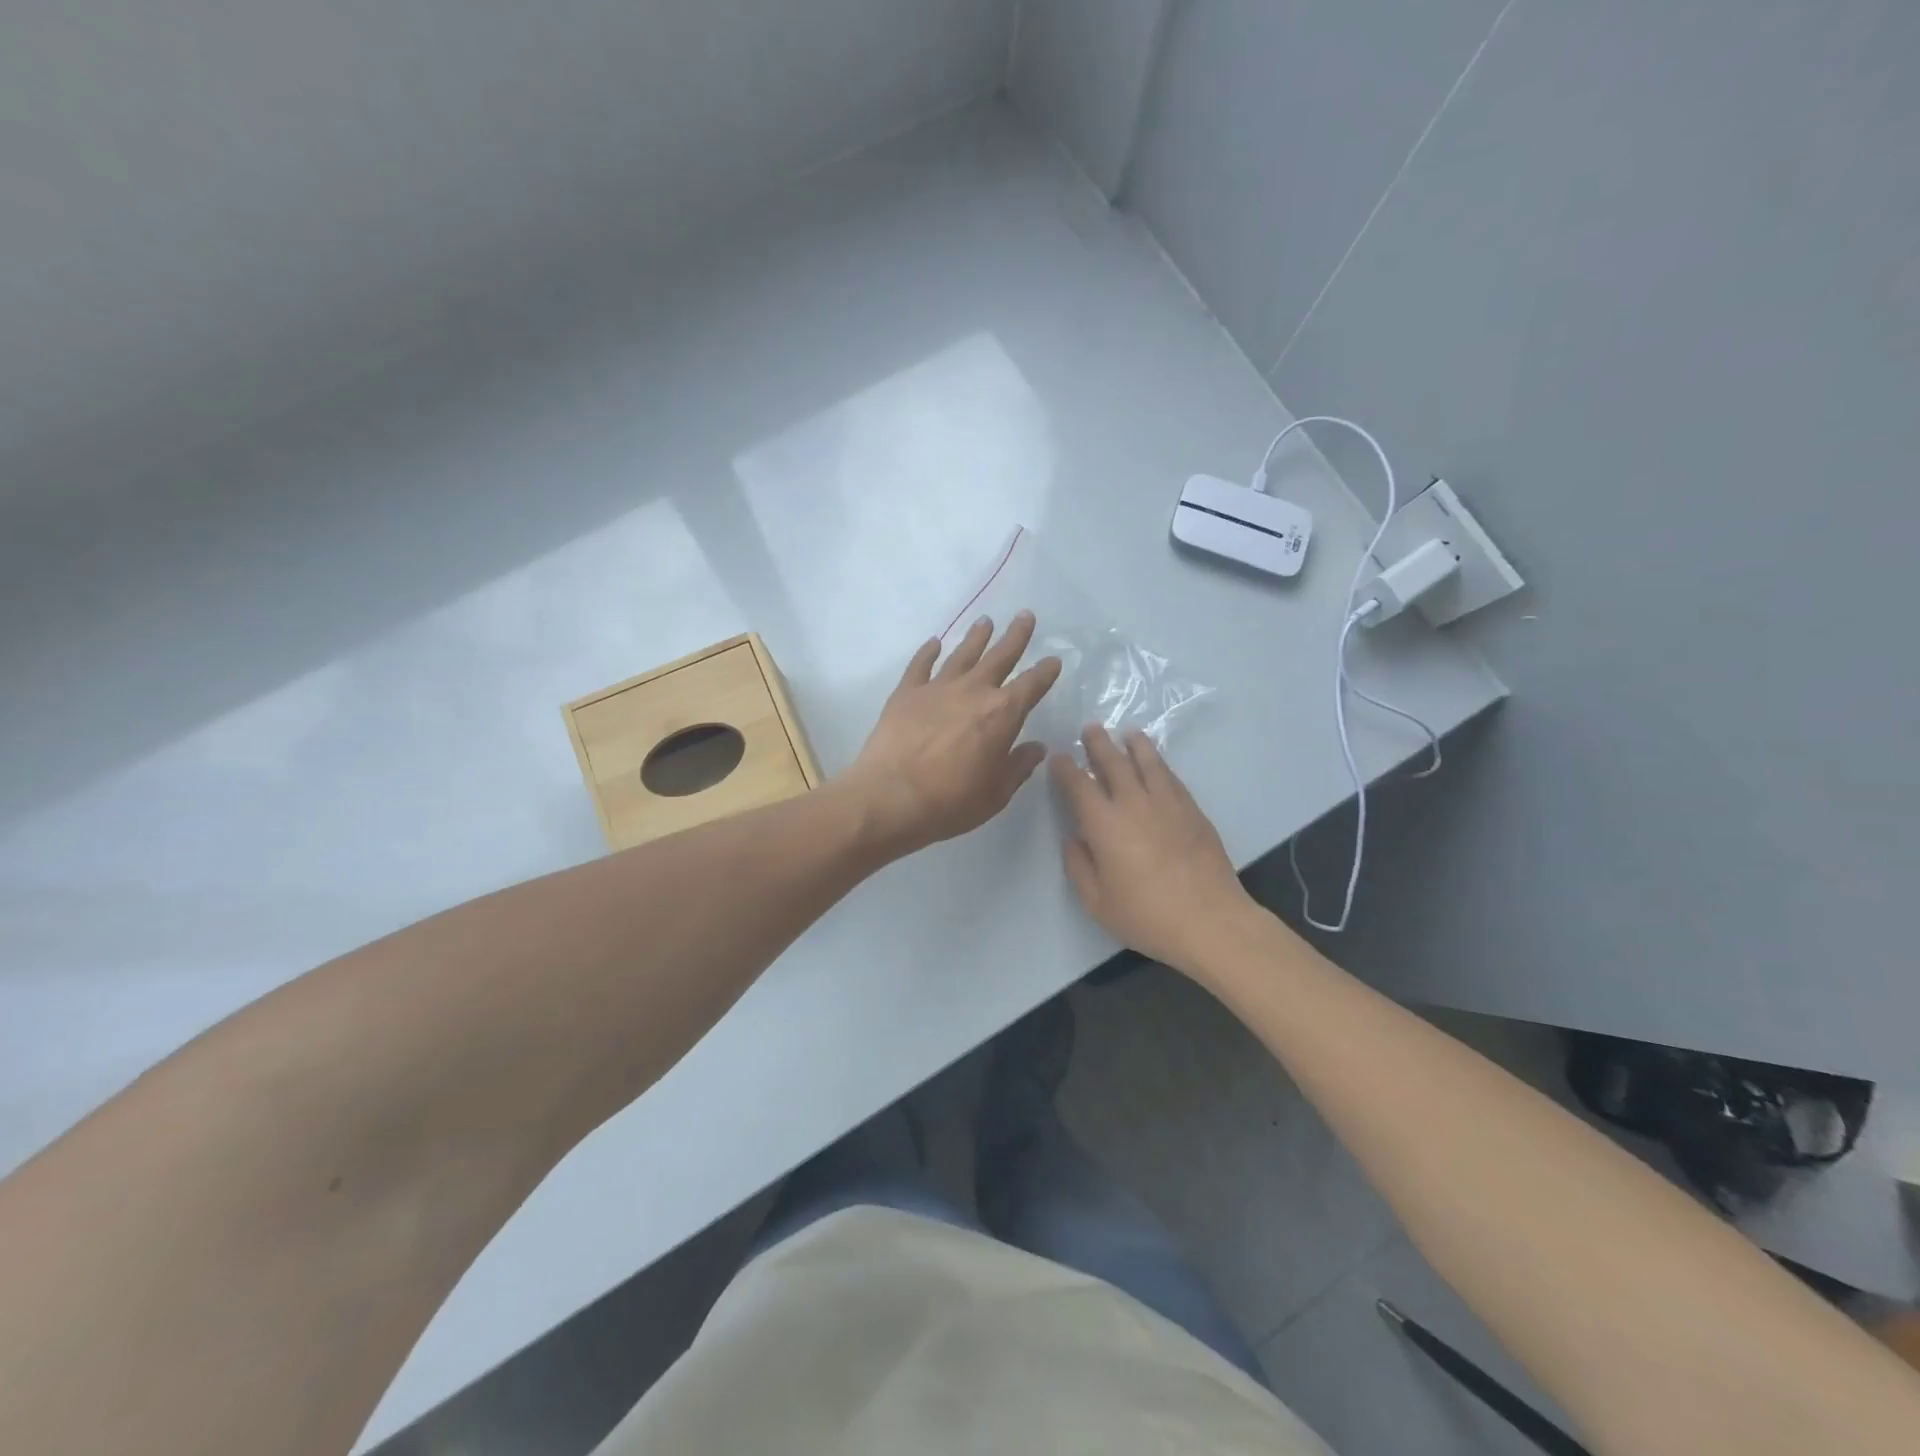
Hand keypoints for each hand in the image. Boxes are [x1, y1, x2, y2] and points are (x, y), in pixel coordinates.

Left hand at [840, 612, 1061, 857]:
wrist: (890, 798)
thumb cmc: (950, 802)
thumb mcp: (996, 794)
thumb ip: (1018, 767)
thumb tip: (1036, 747)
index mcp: (1002, 715)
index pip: (1031, 686)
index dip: (1045, 672)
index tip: (1054, 659)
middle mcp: (973, 692)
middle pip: (999, 657)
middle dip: (1015, 636)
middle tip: (1025, 615)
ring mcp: (937, 688)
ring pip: (962, 654)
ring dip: (976, 637)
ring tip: (986, 621)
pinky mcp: (906, 693)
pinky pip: (920, 665)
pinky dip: (928, 652)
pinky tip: (934, 642)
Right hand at [1050, 725, 1258, 975]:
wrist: (1210, 921)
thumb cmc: (1146, 916)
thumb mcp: (1097, 902)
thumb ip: (1079, 867)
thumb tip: (1074, 839)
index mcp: (1104, 824)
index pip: (1079, 785)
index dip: (1066, 768)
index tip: (1058, 757)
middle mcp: (1134, 804)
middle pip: (1113, 763)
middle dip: (1099, 744)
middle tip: (1091, 728)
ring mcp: (1168, 804)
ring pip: (1148, 763)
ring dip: (1135, 745)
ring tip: (1129, 734)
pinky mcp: (1193, 811)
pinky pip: (1172, 778)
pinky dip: (1160, 765)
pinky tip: (1157, 764)